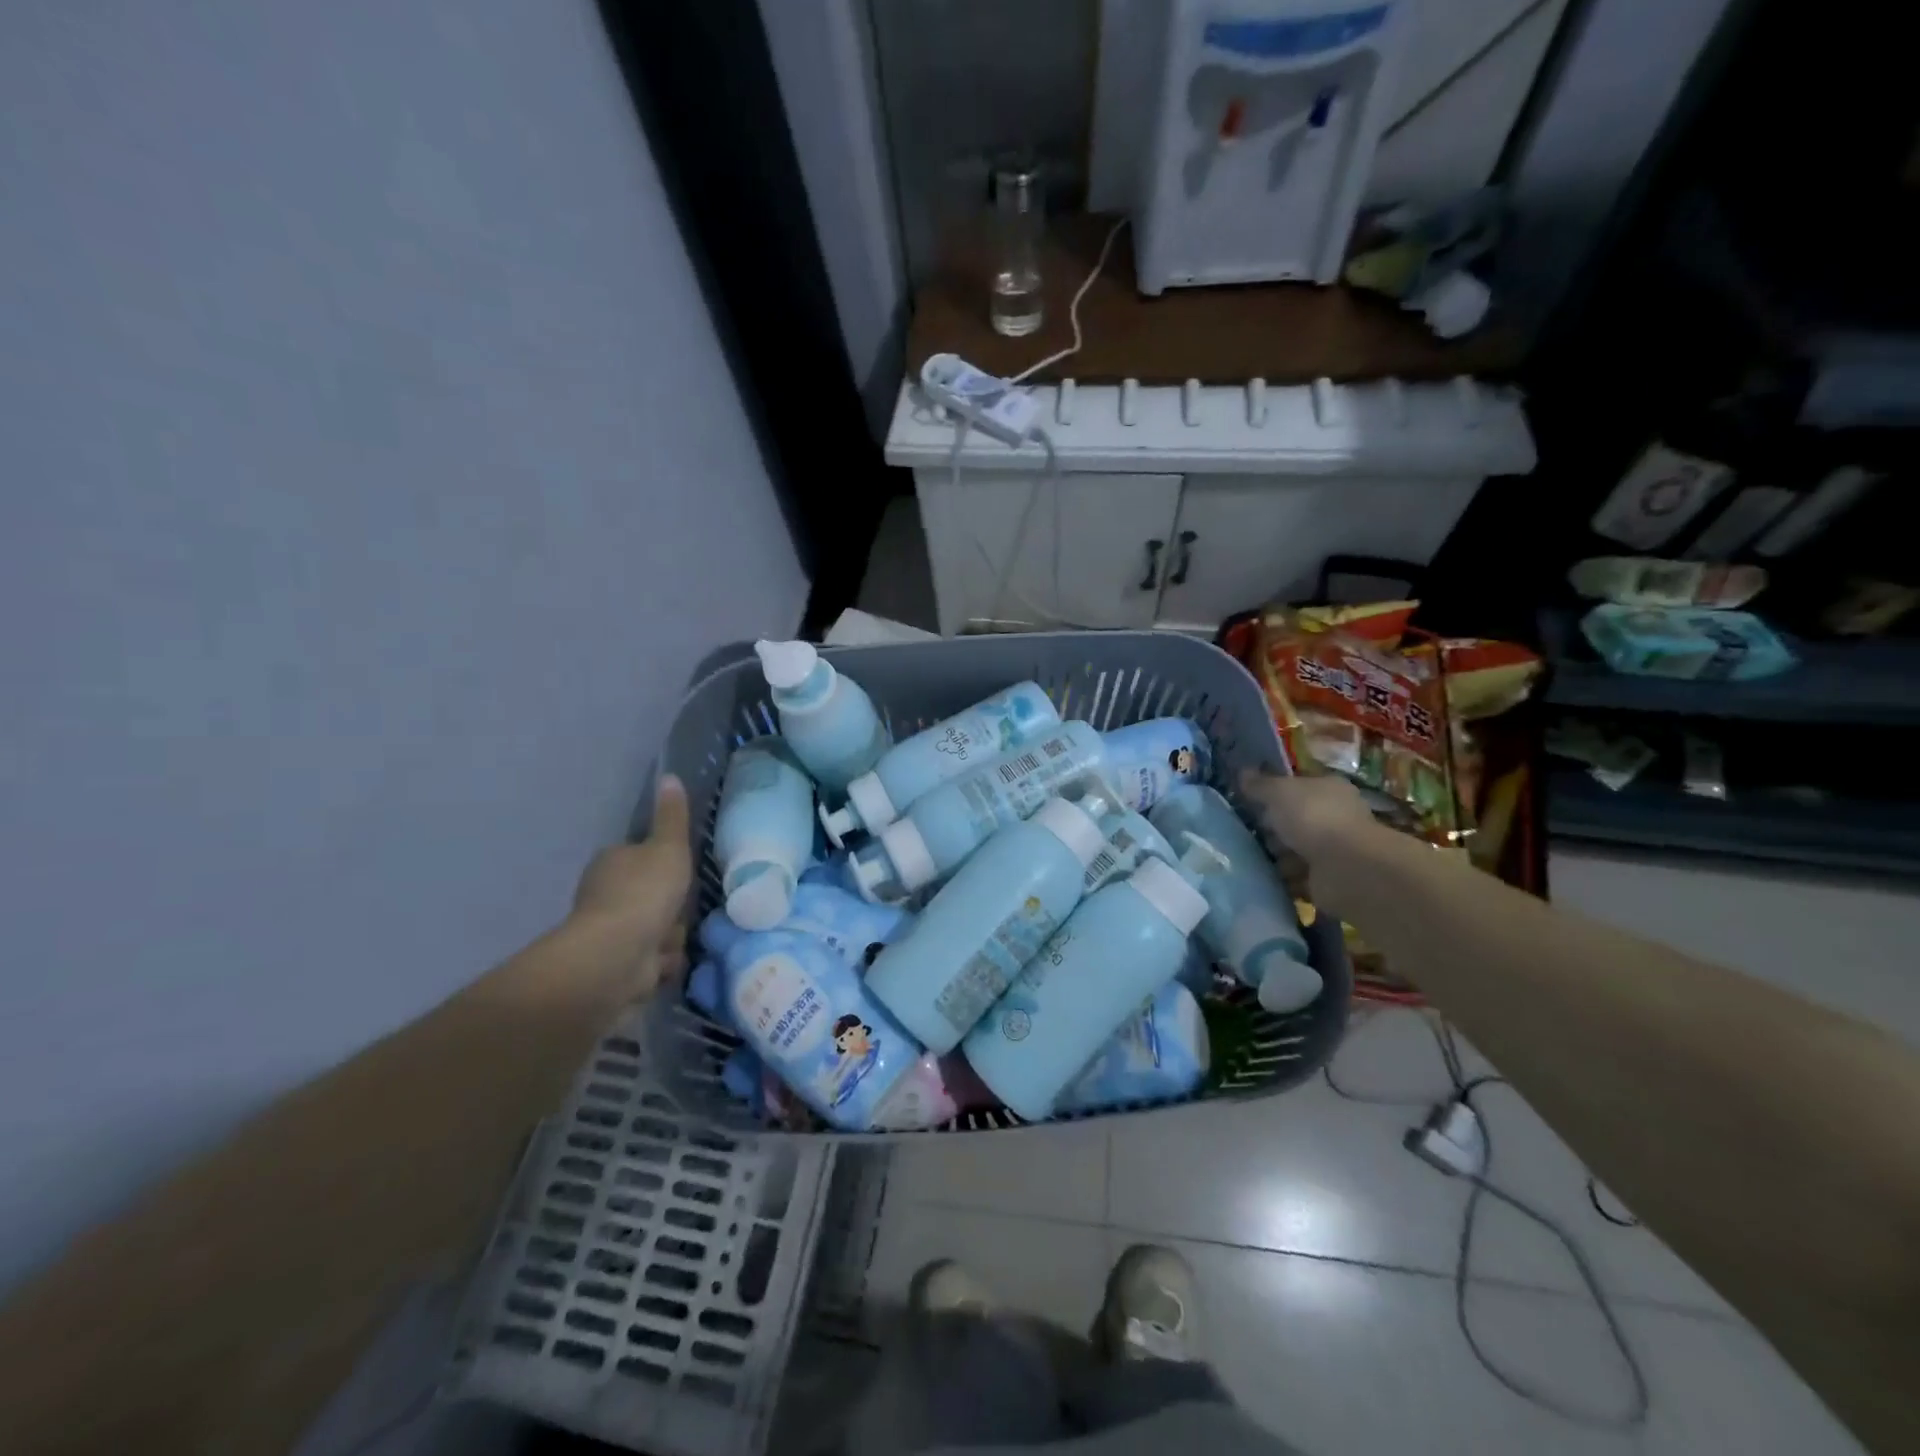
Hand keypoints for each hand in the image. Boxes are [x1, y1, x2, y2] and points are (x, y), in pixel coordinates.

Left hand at [569, 774, 692, 1000]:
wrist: (616, 955)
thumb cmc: (644, 893)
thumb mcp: (668, 847)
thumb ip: (672, 816)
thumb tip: (669, 776)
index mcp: (611, 862)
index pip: (642, 858)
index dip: (665, 867)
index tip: (680, 875)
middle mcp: (603, 896)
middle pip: (652, 897)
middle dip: (670, 908)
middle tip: (682, 910)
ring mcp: (608, 933)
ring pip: (655, 930)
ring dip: (668, 938)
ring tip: (671, 939)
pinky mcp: (615, 966)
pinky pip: (650, 962)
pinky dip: (659, 964)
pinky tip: (663, 962)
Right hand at [1238, 768, 1375, 865]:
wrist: (1346, 868)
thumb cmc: (1314, 818)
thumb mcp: (1279, 792)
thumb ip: (1260, 784)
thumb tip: (1243, 773)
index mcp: (1329, 788)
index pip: (1299, 784)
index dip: (1275, 788)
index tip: (1248, 797)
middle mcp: (1335, 815)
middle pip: (1296, 817)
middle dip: (1271, 824)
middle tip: (1241, 826)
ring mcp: (1333, 848)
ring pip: (1295, 847)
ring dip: (1275, 852)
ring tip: (1244, 853)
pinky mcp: (1327, 877)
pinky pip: (1296, 874)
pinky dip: (1281, 876)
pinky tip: (1260, 874)